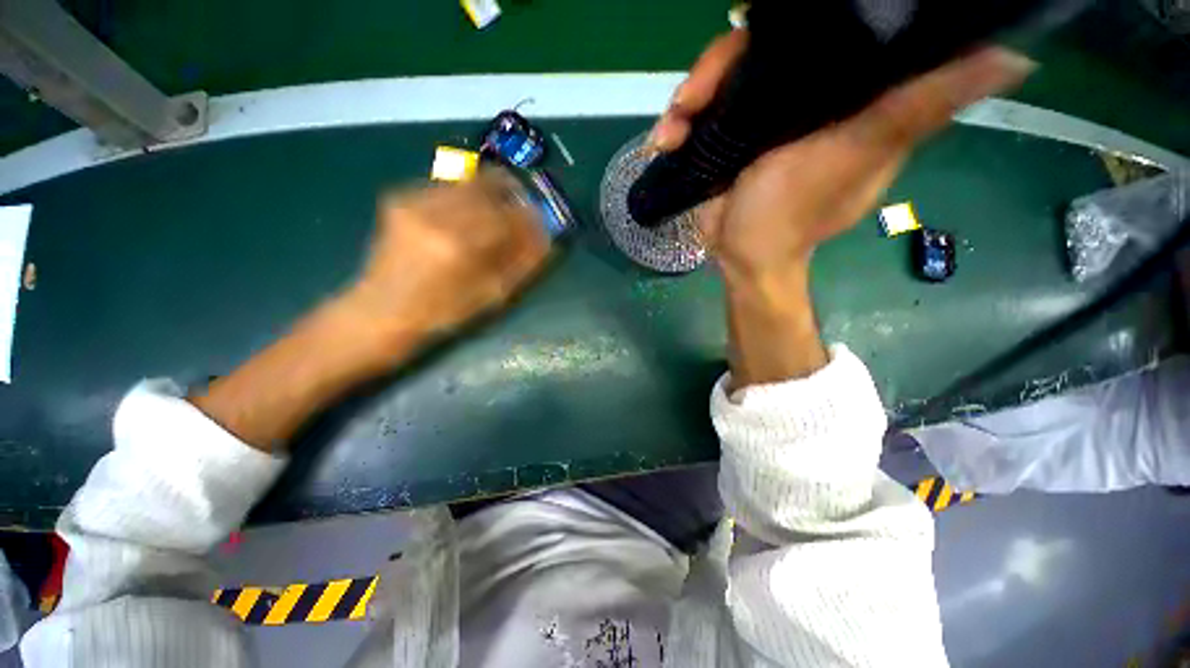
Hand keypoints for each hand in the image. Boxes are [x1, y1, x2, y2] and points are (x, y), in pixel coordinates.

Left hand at [192, 171, 549, 449]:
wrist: (379, 312)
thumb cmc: (441, 314)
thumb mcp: (490, 296)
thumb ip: (521, 264)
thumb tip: (545, 238)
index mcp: (460, 246)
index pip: (508, 215)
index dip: (529, 214)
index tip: (540, 219)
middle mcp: (434, 214)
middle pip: (485, 184)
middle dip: (510, 191)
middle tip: (521, 203)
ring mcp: (412, 202)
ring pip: (464, 181)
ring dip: (487, 191)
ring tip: (495, 209)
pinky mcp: (398, 199)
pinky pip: (443, 187)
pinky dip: (463, 195)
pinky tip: (465, 213)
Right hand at [651, 30, 1033, 280]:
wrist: (743, 255)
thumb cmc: (794, 214)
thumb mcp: (856, 155)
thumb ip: (918, 106)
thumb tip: (1011, 56)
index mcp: (841, 90)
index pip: (820, 28)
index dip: (786, 20)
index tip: (754, 20)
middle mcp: (798, 93)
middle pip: (753, 49)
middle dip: (716, 66)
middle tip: (692, 97)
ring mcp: (754, 116)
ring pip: (718, 79)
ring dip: (688, 97)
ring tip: (672, 129)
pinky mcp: (724, 137)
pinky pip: (697, 113)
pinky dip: (677, 123)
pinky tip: (665, 141)